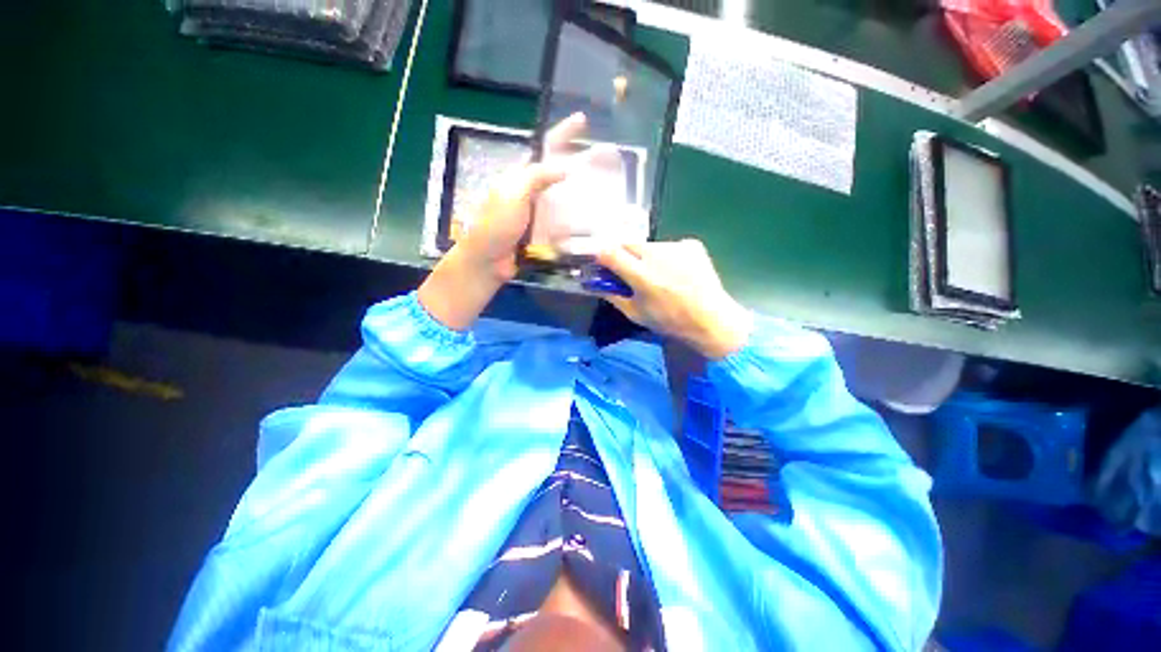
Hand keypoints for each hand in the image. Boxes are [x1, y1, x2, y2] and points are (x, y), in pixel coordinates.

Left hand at [418, 114, 584, 330]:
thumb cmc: (496, 226)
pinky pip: (563, 222)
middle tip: (603, 162)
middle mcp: (530, 191)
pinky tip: (592, 220)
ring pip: (564, 198)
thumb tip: (566, 166)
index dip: (563, 132)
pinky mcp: (542, 232)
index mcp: (520, 176)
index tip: (582, 120)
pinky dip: (576, 220)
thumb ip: (537, 177)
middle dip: (579, 164)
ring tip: (604, 191)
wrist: (488, 262)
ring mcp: (537, 213)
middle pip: (558, 172)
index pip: (544, 147)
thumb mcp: (513, 195)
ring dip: (581, 194)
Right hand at [597, 240, 752, 358]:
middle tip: (630, 272)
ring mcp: (676, 246)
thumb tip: (597, 285)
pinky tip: (676, 271)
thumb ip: (613, 296)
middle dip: (624, 255)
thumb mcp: (635, 314)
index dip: (602, 257)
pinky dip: (667, 256)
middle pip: (628, 243)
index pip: (609, 252)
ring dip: (646, 256)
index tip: (603, 265)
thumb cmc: (669, 321)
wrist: (711, 319)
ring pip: (649, 245)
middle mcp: (656, 254)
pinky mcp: (691, 244)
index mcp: (641, 274)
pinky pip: (669, 246)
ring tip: (658, 274)